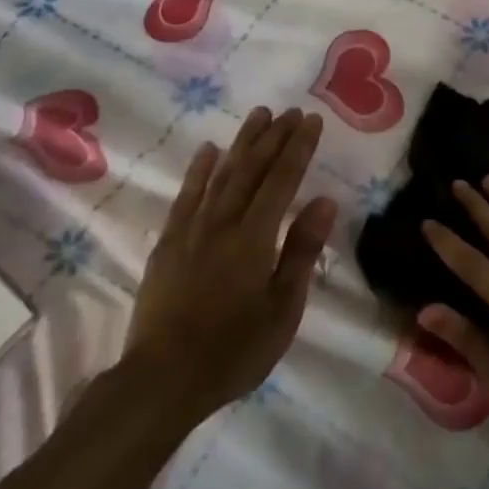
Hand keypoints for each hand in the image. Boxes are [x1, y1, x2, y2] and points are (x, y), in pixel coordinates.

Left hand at [122, 108, 336, 422]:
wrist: (163, 378)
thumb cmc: (234, 349)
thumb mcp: (283, 308)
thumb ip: (301, 251)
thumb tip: (325, 201)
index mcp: (255, 237)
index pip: (282, 180)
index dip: (299, 147)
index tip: (312, 120)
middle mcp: (222, 222)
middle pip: (252, 169)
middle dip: (274, 136)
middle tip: (291, 110)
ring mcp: (191, 230)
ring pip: (221, 174)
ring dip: (242, 142)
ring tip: (258, 115)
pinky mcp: (168, 243)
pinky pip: (186, 196)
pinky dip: (199, 170)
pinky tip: (209, 151)